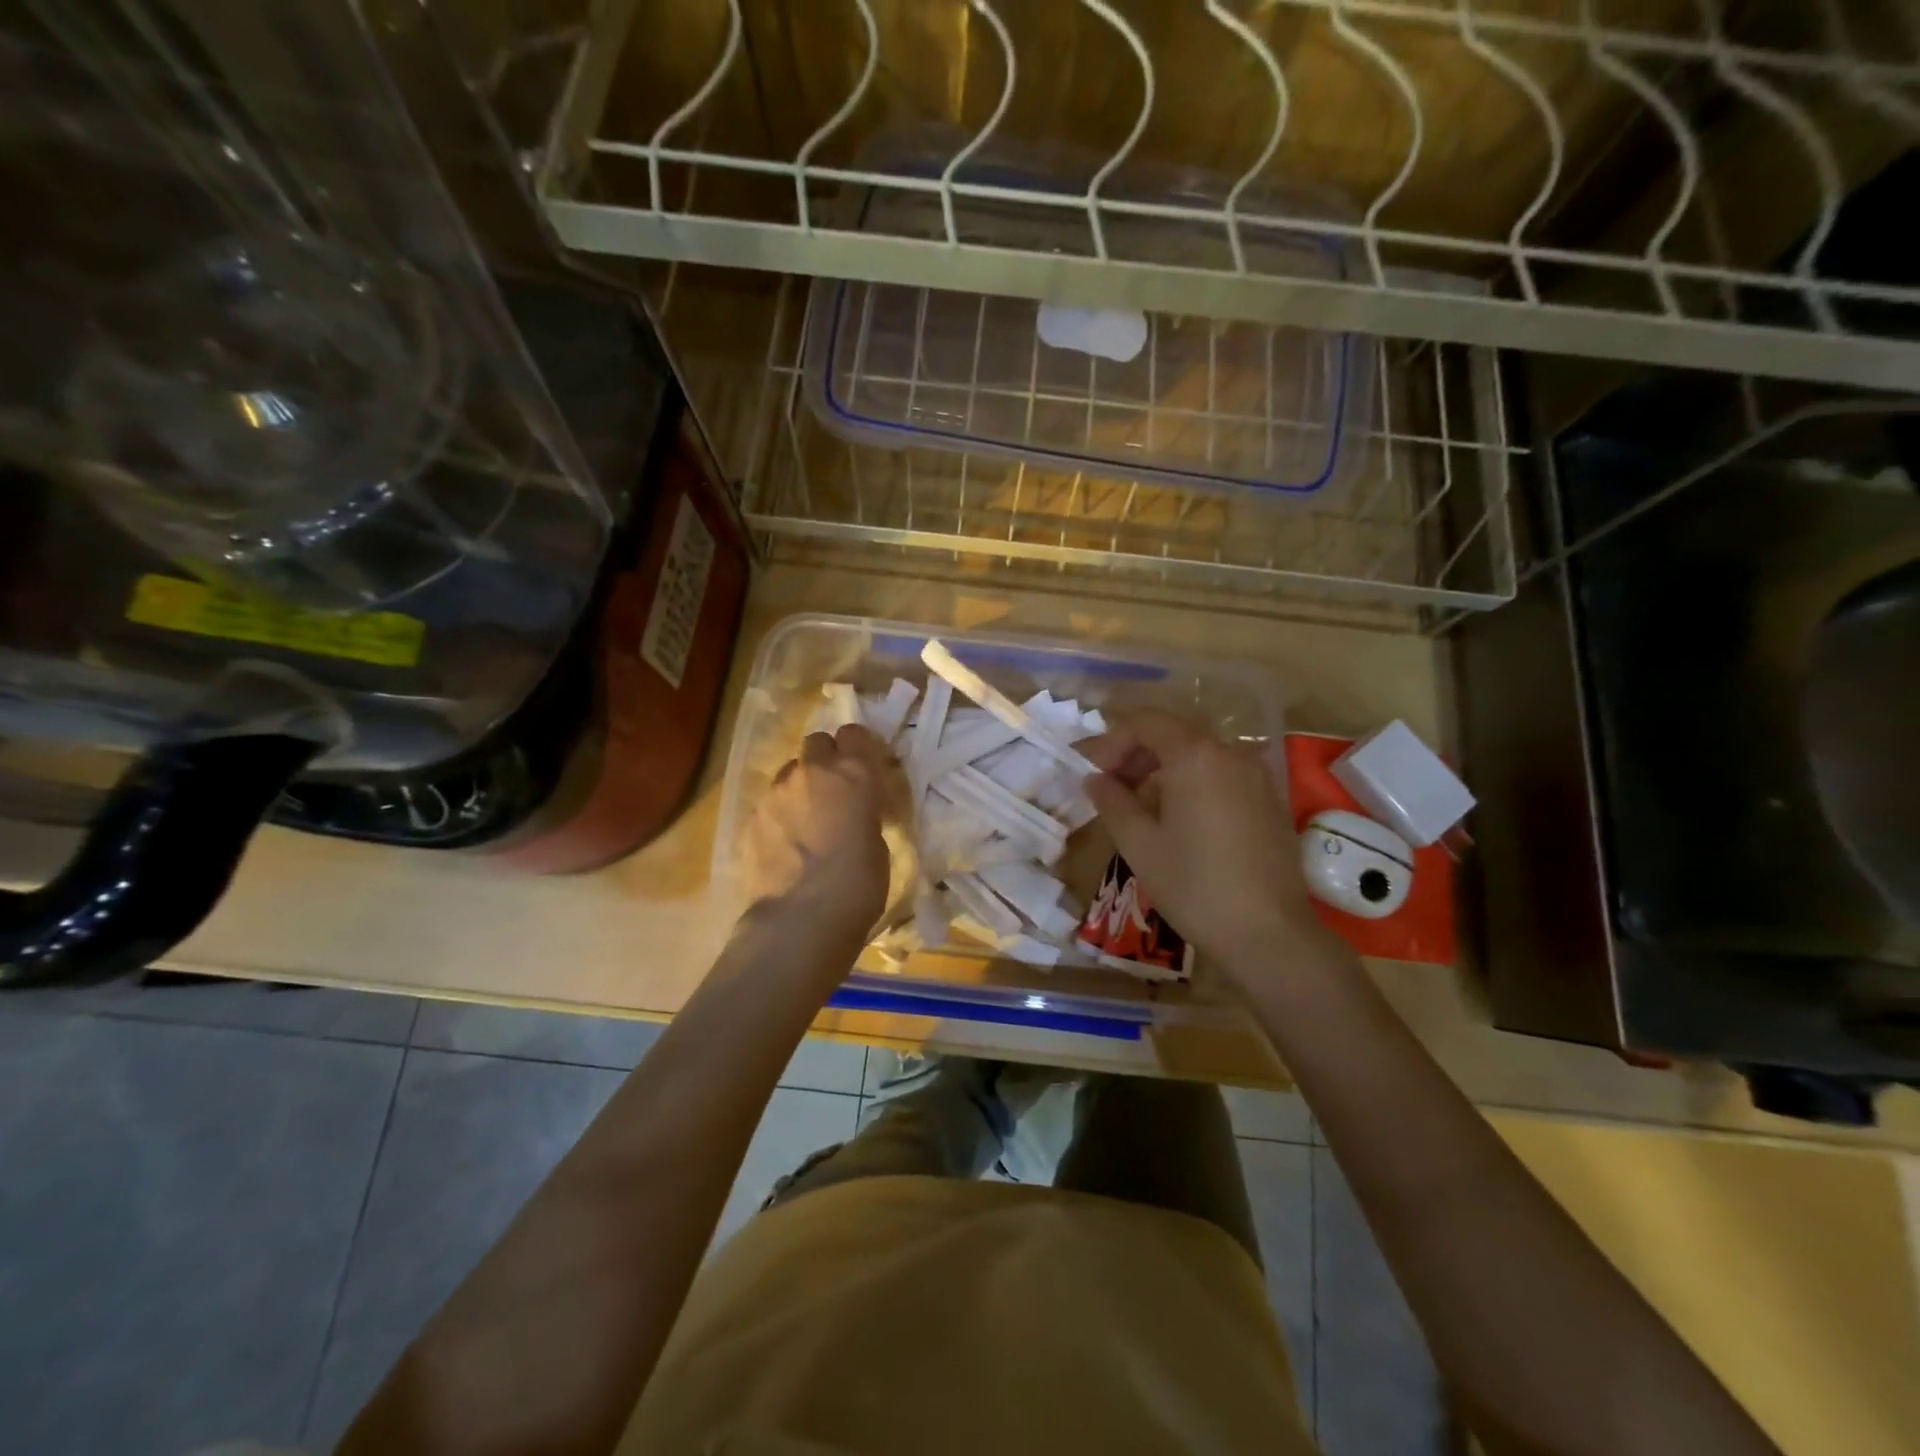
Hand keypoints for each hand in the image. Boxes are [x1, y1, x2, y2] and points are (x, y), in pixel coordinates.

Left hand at [742, 723, 890, 941]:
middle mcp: (813, 772)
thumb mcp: (877, 842)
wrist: (802, 919)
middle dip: (824, 760)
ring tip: (804, 824)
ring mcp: (776, 792)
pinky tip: (783, 848)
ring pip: (788, 774)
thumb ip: (863, 814)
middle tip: (832, 791)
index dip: (857, 747)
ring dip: (798, 789)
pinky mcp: (750, 818)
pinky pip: (767, 805)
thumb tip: (852, 814)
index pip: (854, 733)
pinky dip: (776, 818)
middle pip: (816, 742)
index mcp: (855, 774)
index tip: (861, 765)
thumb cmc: (859, 885)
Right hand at [1081, 712, 1344, 987]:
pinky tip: (1176, 820)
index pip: (1145, 723)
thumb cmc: (1194, 885)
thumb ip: (1112, 801)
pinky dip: (1190, 783)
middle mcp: (1230, 753)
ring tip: (1137, 807)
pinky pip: (1220, 775)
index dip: (1111, 742)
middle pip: (1173, 735)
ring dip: (1161, 770)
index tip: (1091, 772)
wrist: (1269, 934)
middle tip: (1108, 787)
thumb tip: (1095, 779)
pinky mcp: (1269, 800)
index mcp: (1195, 755)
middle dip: (1135, 754)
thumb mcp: (1139, 844)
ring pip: (1197, 756)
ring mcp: (1255, 775)